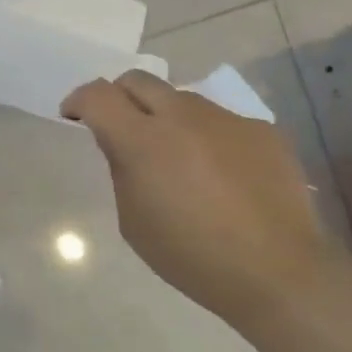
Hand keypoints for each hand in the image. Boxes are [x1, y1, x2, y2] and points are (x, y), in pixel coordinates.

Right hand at [62, 70, 337, 317]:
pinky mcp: (261, 130)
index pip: (98, 95)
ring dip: (166, 117)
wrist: (277, 271)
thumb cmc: (192, 256)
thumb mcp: (134, 221)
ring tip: (177, 157)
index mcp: (143, 140)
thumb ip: (122, 171)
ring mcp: (227, 119)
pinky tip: (221, 176)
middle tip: (120, 127)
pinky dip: (208, 138)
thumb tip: (123, 145)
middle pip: (138, 80)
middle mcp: (183, 116)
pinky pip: (221, 122)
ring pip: (182, 100)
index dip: (79, 100)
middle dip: (119, 97)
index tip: (74, 117)